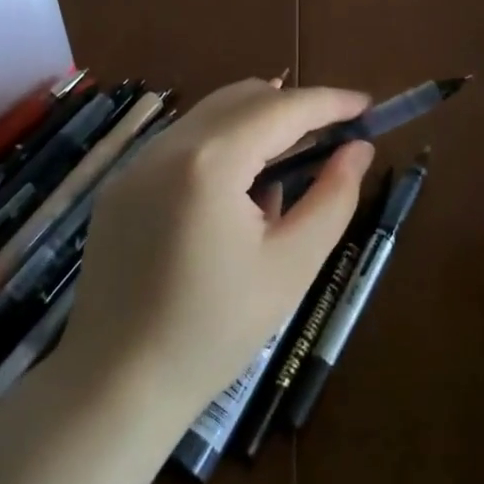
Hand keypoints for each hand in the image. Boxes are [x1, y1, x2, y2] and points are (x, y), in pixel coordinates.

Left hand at [59, 80, 374, 431]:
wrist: (116, 385)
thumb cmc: (214, 331)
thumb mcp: (291, 266)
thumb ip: (333, 198)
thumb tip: (359, 149)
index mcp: (209, 162)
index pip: (282, 108)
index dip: (330, 102)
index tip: (367, 105)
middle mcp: (167, 146)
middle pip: (243, 98)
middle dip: (293, 107)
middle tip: (332, 138)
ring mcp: (136, 163)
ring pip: (211, 116)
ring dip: (257, 125)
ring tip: (290, 166)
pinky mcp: (121, 185)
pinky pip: (183, 143)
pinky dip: (222, 146)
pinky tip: (239, 195)